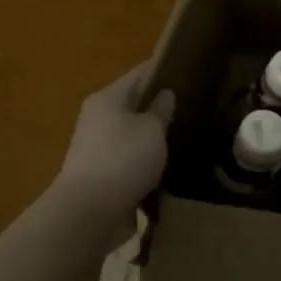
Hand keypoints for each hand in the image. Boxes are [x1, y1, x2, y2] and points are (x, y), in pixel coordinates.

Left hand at [53, 60, 174, 222]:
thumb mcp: (151, 129)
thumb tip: (164, 95)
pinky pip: (129, 159)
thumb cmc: (123, 158)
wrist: (88, 213)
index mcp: (107, 98)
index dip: (162, 69)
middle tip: (192, 104)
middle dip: (158, 105)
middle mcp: (97, 118)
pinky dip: (144, 160)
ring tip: (183, 135)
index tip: (187, 68)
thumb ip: (160, 110)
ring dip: (151, 136)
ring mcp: (96, 148)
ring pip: (131, 133)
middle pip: (133, 104)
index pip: (138, 74)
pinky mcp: (101, 175)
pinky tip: (166, 164)